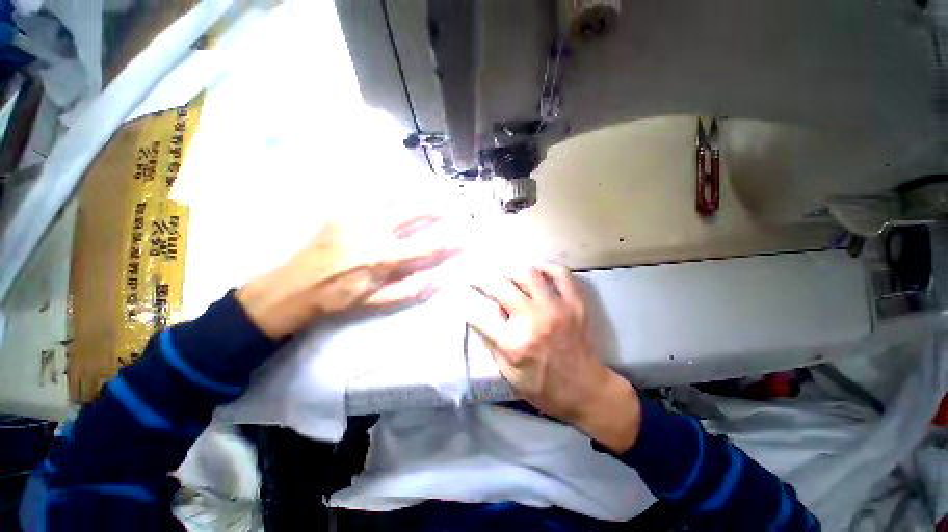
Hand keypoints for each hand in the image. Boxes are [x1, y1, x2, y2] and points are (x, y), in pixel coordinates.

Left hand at [237, 213, 459, 338]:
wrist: (293, 285)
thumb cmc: (338, 297)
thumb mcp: (376, 302)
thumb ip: (410, 290)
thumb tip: (439, 278)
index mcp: (382, 258)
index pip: (425, 247)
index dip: (447, 243)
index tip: (463, 238)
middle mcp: (372, 231)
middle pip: (411, 211)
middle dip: (433, 207)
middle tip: (448, 205)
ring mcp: (355, 216)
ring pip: (392, 197)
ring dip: (413, 195)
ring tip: (427, 194)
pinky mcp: (341, 210)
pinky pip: (371, 196)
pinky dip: (388, 193)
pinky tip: (397, 195)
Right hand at [468, 263, 641, 452]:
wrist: (585, 390)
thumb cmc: (543, 387)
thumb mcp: (509, 374)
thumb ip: (493, 343)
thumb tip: (485, 316)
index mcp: (515, 344)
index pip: (481, 318)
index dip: (468, 310)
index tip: (463, 304)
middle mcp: (534, 321)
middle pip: (501, 288)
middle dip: (482, 280)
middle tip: (475, 278)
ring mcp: (557, 309)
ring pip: (529, 274)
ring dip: (510, 270)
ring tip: (503, 274)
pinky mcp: (574, 304)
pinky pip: (561, 274)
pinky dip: (546, 267)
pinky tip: (536, 270)